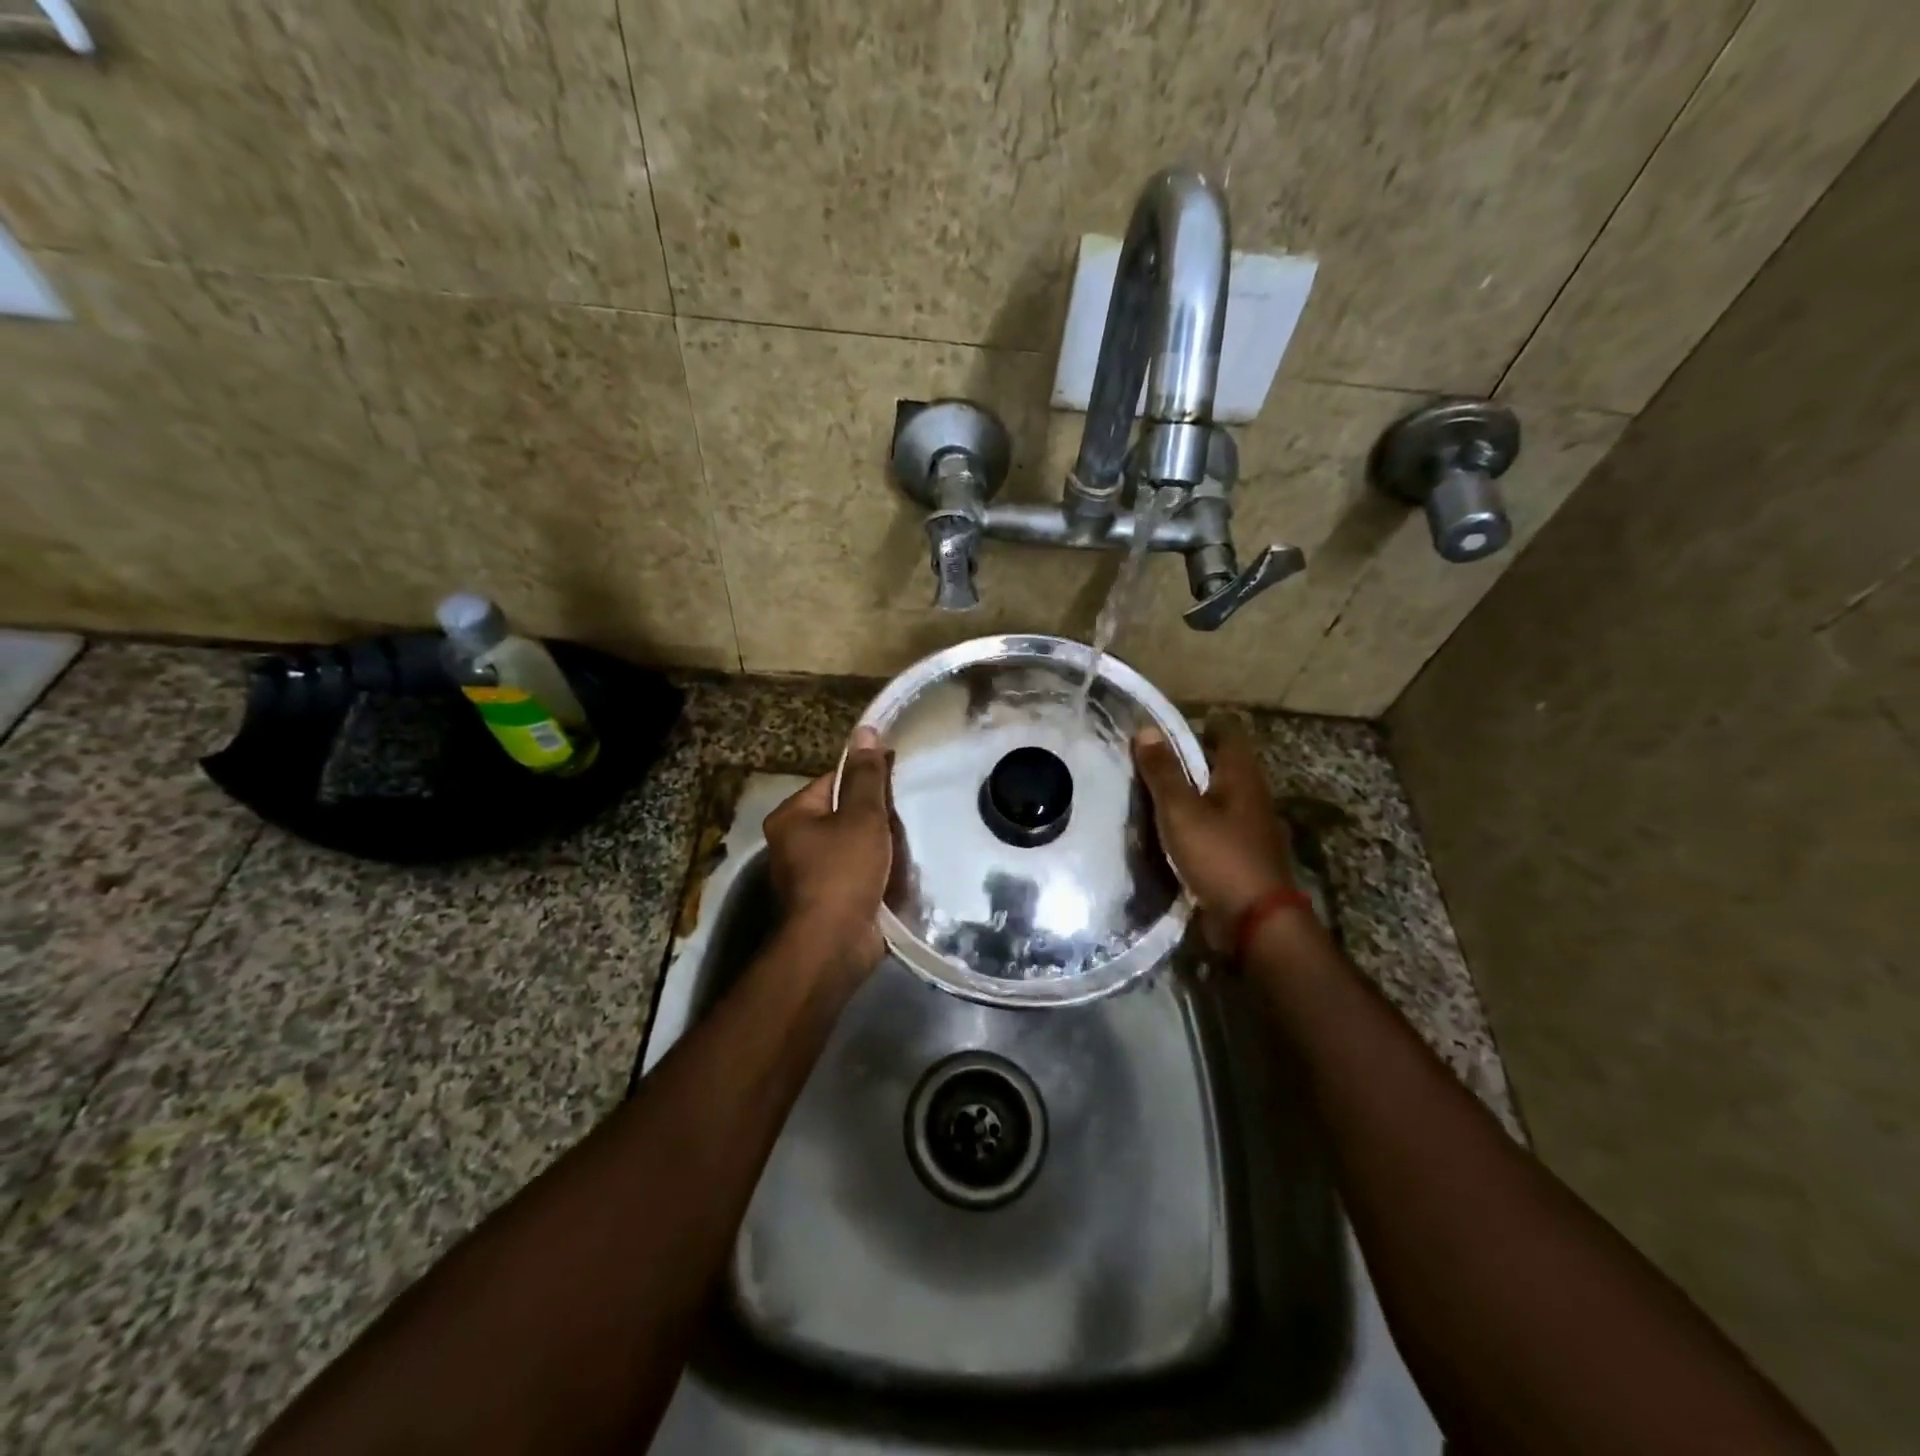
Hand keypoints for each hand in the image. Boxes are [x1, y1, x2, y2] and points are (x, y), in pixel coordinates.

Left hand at [765, 726, 893, 975]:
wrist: (834, 946)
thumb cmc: (843, 872)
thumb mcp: (861, 816)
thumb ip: (866, 775)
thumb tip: (865, 730)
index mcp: (792, 816)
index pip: (833, 781)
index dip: (867, 778)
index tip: (898, 781)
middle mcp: (793, 842)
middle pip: (843, 813)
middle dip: (876, 816)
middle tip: (906, 815)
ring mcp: (810, 875)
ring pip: (853, 845)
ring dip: (879, 845)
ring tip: (909, 841)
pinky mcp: (828, 900)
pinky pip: (857, 873)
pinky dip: (876, 871)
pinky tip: (900, 870)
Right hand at [1133, 714, 1294, 951]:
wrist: (1255, 921)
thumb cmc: (1218, 855)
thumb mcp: (1181, 810)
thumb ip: (1163, 772)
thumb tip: (1147, 729)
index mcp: (1242, 777)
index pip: (1228, 733)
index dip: (1203, 724)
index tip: (1170, 725)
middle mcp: (1251, 797)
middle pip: (1223, 765)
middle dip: (1192, 758)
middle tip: (1153, 757)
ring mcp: (1250, 829)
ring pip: (1219, 797)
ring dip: (1193, 792)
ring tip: (1156, 792)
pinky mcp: (1242, 856)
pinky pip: (1216, 827)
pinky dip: (1196, 822)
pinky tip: (1173, 831)